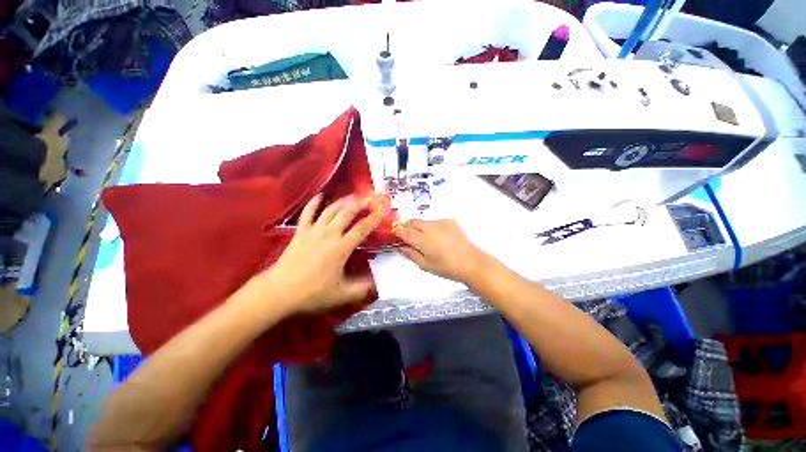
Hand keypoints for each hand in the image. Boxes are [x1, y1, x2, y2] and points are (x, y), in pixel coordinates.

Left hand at [258, 193, 388, 313]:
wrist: (279, 292)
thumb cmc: (312, 293)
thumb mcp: (341, 295)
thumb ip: (361, 288)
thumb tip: (377, 284)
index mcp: (341, 248)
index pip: (362, 228)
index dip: (375, 217)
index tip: (384, 208)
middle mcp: (329, 234)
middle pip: (347, 213)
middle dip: (361, 204)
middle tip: (370, 197)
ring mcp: (313, 231)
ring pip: (331, 210)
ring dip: (343, 201)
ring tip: (353, 196)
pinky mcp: (300, 232)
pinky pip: (307, 213)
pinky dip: (314, 203)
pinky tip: (320, 195)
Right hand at [393, 219, 489, 282]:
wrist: (471, 262)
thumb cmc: (447, 268)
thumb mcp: (425, 265)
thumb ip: (411, 254)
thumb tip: (401, 247)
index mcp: (423, 240)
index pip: (404, 231)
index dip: (397, 231)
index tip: (394, 232)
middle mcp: (430, 228)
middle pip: (412, 221)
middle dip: (406, 225)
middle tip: (405, 232)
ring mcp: (440, 223)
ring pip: (423, 221)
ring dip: (418, 226)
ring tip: (422, 237)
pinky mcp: (449, 221)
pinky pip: (434, 221)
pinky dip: (430, 226)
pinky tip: (436, 236)